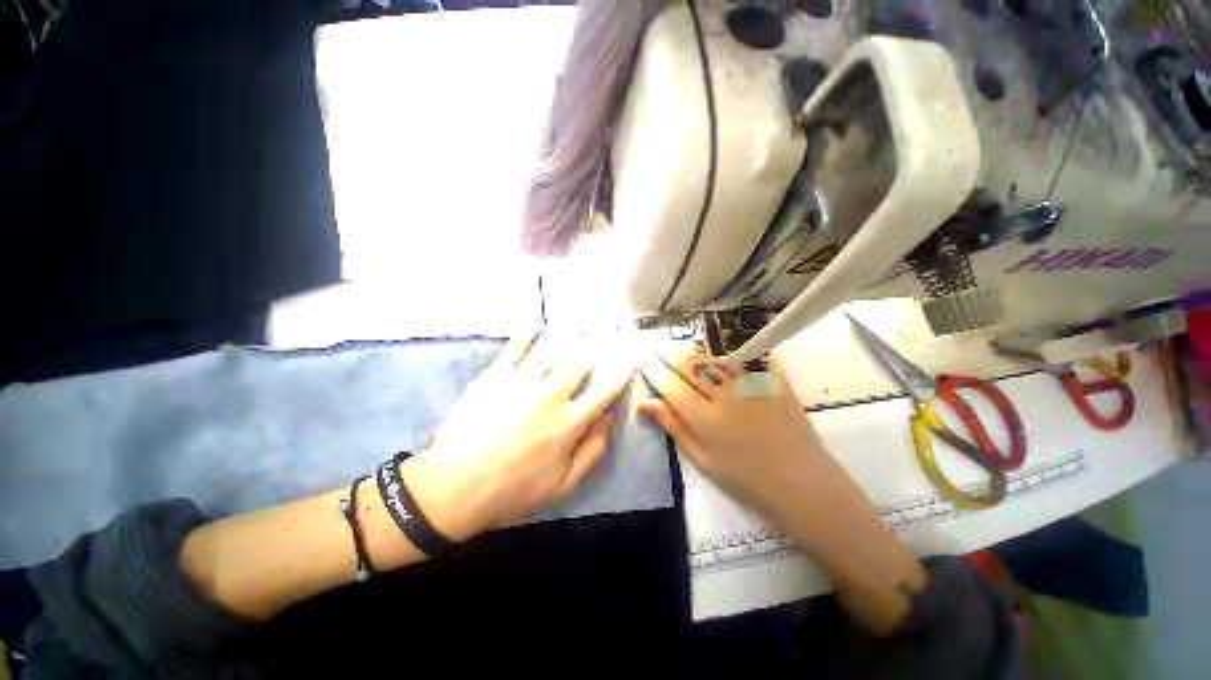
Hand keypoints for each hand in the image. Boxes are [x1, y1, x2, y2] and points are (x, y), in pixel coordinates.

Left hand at [402, 330, 634, 539]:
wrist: (452, 489)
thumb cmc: (513, 491)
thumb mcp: (564, 484)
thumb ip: (594, 449)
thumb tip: (610, 415)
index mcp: (568, 424)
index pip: (606, 389)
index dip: (622, 371)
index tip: (630, 358)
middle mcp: (549, 396)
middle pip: (581, 360)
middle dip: (595, 348)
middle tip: (600, 339)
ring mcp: (520, 382)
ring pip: (551, 346)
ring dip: (567, 334)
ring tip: (574, 326)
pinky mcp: (494, 376)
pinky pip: (516, 345)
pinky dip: (530, 332)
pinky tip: (538, 325)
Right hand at [639, 344, 926, 633]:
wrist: (802, 483)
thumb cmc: (746, 479)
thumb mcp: (703, 460)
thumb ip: (674, 428)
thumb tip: (647, 404)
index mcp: (706, 419)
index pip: (671, 386)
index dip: (655, 371)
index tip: (646, 361)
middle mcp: (726, 396)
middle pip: (693, 365)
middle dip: (674, 356)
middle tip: (666, 352)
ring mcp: (752, 385)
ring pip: (717, 356)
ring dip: (700, 351)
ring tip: (692, 351)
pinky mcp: (774, 381)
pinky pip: (752, 355)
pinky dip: (736, 349)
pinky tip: (728, 347)